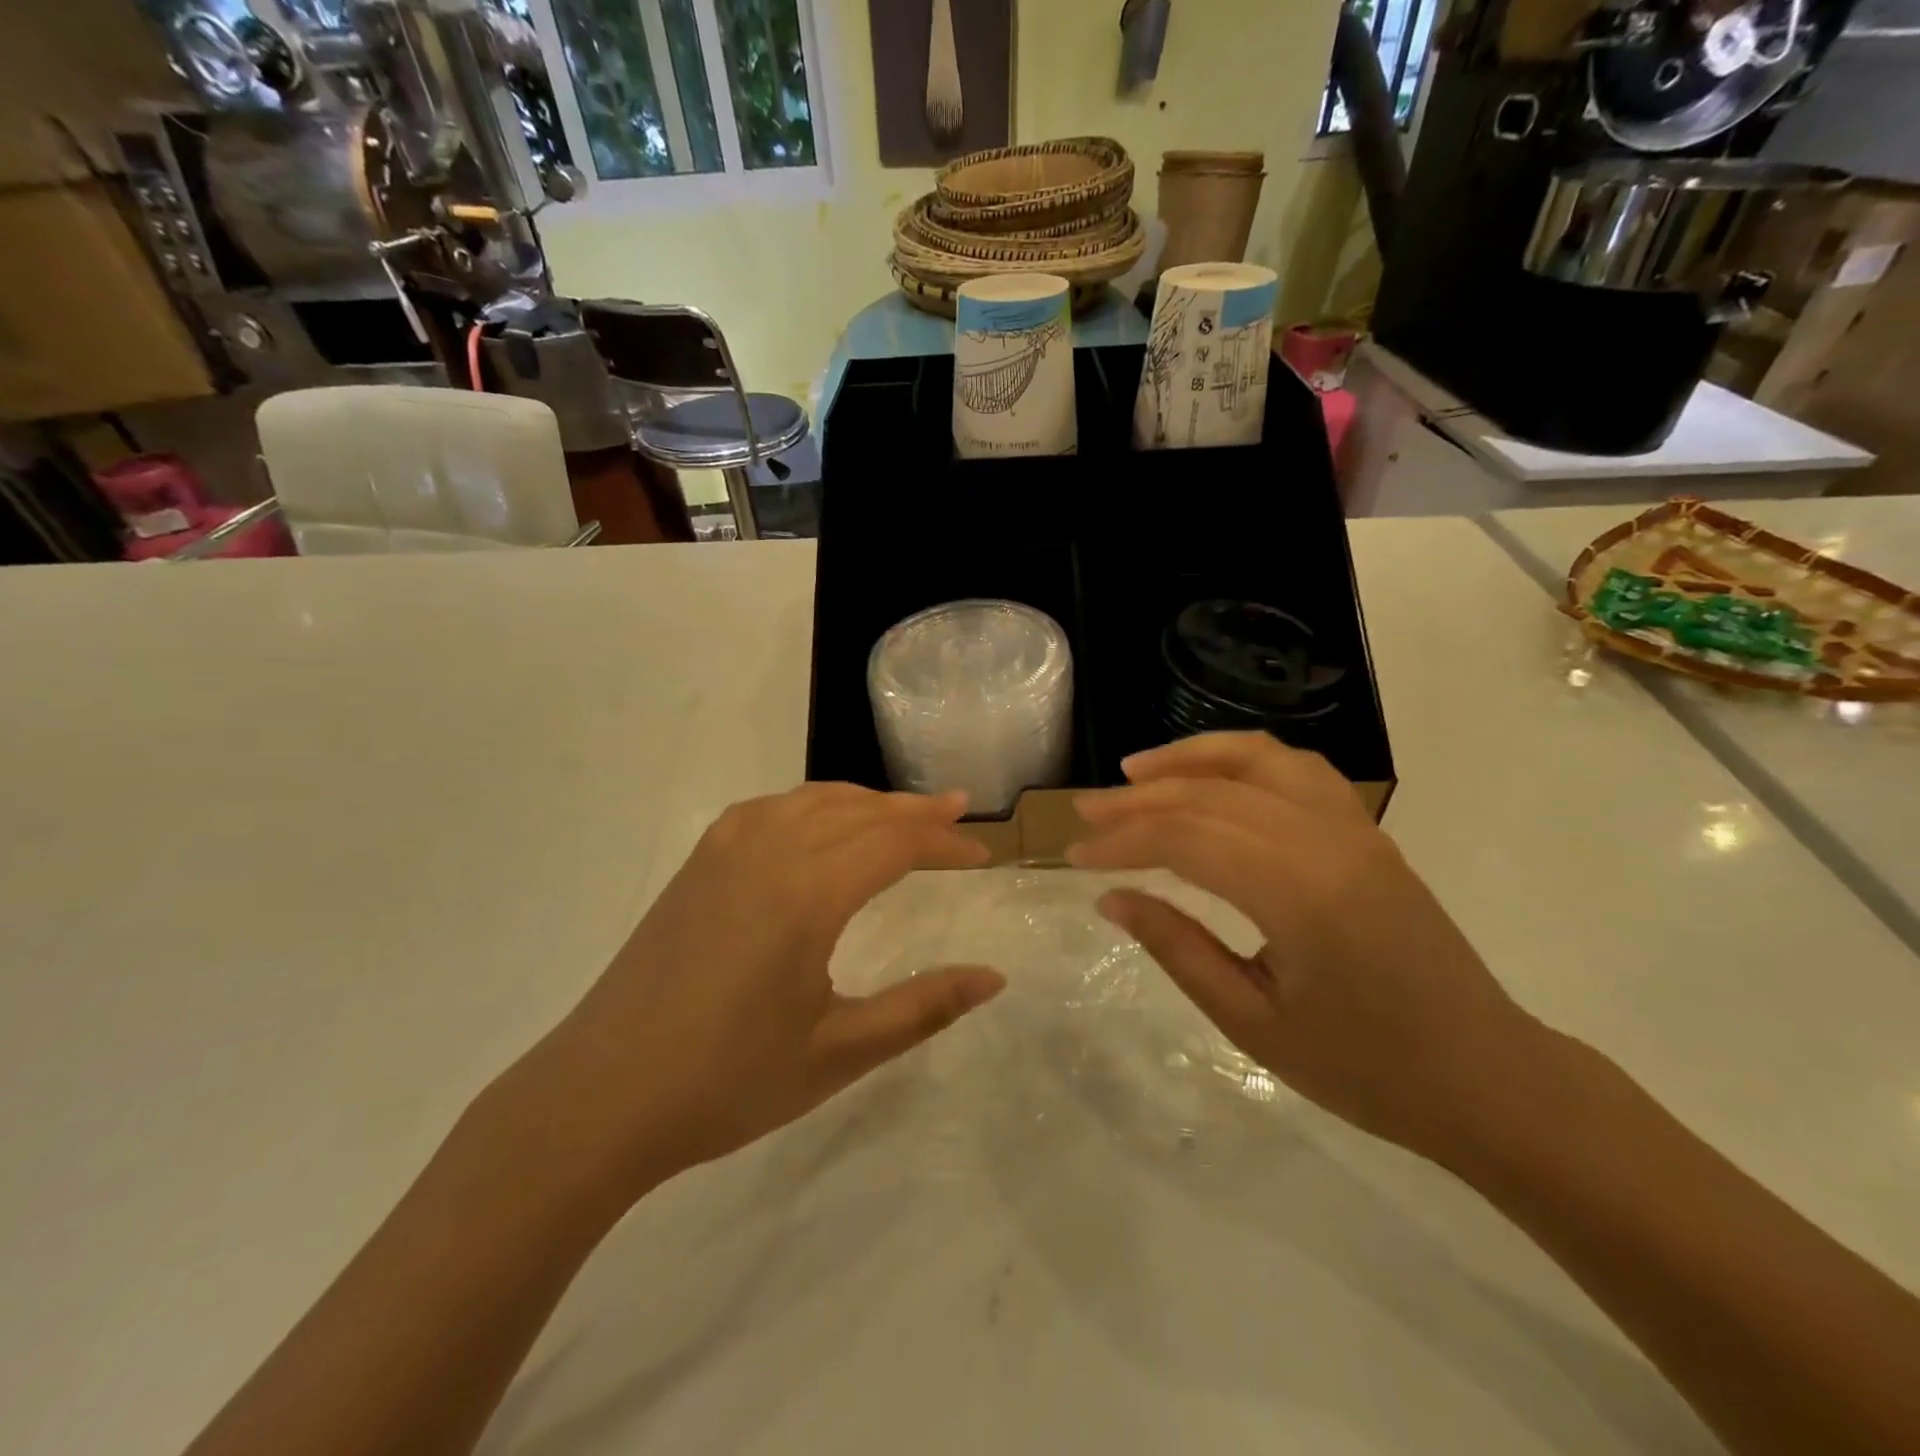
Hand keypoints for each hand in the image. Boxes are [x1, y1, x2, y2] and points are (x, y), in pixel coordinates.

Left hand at [512, 784, 1002, 1198]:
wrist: (600, 1096)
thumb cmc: (726, 1081)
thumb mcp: (839, 1052)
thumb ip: (923, 1008)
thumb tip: (993, 978)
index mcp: (807, 893)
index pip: (895, 841)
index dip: (944, 841)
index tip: (982, 854)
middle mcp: (768, 850)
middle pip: (858, 810)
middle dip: (913, 811)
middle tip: (956, 813)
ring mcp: (724, 850)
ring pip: (812, 800)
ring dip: (865, 802)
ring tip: (901, 816)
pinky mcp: (697, 862)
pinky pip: (771, 809)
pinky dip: (813, 805)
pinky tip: (819, 825)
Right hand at [1068, 732, 1550, 1163]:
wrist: (1487, 1078)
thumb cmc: (1368, 1070)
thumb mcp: (1253, 1024)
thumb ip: (1177, 948)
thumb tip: (1112, 898)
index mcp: (1299, 894)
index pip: (1186, 839)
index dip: (1122, 841)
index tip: (1075, 854)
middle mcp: (1327, 841)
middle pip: (1211, 795)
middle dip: (1138, 799)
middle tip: (1084, 811)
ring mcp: (1354, 828)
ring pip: (1257, 760)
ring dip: (1190, 758)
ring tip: (1136, 770)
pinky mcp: (1367, 831)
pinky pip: (1297, 770)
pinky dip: (1243, 760)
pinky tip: (1212, 777)